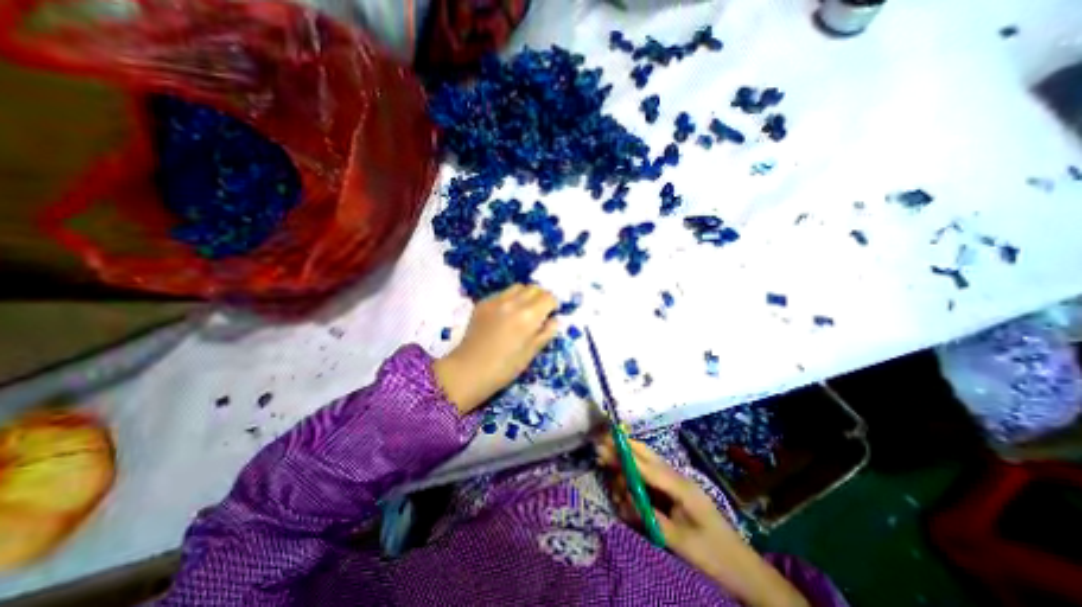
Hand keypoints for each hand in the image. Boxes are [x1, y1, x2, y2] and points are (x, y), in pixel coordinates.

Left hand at [437, 281, 562, 413]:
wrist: (469, 371)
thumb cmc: (505, 367)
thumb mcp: (532, 352)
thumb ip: (547, 332)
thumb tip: (555, 319)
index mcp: (529, 316)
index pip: (548, 297)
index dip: (553, 305)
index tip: (551, 314)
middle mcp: (513, 302)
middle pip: (534, 288)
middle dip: (540, 297)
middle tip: (539, 311)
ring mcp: (496, 300)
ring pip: (518, 287)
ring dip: (525, 295)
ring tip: (522, 310)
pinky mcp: (483, 303)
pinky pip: (502, 293)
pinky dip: (509, 299)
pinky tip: (505, 315)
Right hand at [595, 436, 806, 606]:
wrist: (745, 571)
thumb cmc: (714, 556)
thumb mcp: (680, 542)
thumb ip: (651, 517)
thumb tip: (626, 497)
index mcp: (680, 487)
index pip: (646, 466)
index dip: (624, 455)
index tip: (604, 444)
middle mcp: (677, 479)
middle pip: (646, 456)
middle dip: (623, 450)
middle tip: (601, 447)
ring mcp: (676, 486)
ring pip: (646, 466)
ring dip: (627, 466)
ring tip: (608, 466)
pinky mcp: (675, 494)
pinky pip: (650, 479)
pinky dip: (635, 479)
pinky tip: (625, 488)